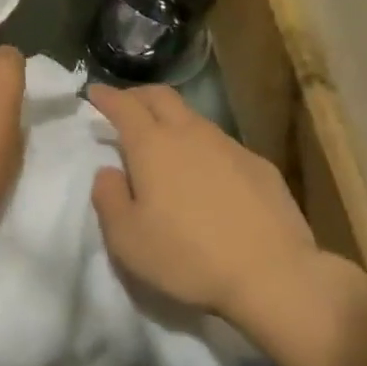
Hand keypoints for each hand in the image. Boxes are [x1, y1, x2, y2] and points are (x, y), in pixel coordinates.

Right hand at [88, 84, 321, 323]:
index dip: (106, 96)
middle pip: (161, 96)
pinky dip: (203, 147)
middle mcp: (190, 133)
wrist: (273, 274)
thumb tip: (108, 171)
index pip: (124, 105)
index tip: (94, 91)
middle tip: (125, 105)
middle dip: (138, 95)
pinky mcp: (259, 165)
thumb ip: (108, 198)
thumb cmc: (188, 257)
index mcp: (152, 145)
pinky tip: (207, 174)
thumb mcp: (127, 239)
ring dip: (172, 120)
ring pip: (193, 118)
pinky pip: (221, 144)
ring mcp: (229, 146)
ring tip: (164, 141)